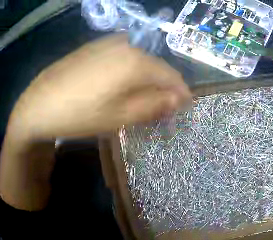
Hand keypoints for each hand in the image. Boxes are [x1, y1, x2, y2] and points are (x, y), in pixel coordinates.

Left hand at [7, 34, 190, 141]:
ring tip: (141, 101)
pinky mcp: (97, 46)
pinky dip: (129, 73)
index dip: (180, 92)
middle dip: (162, 88)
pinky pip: (123, 58)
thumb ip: (151, 107)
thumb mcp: (116, 117)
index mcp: (135, 61)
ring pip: (139, 61)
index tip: (185, 107)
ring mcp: (110, 42)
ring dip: (145, 81)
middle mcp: (127, 45)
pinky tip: (120, 87)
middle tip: (162, 110)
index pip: (170, 75)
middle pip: (155, 67)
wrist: (40, 101)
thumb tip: (176, 100)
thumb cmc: (78, 113)